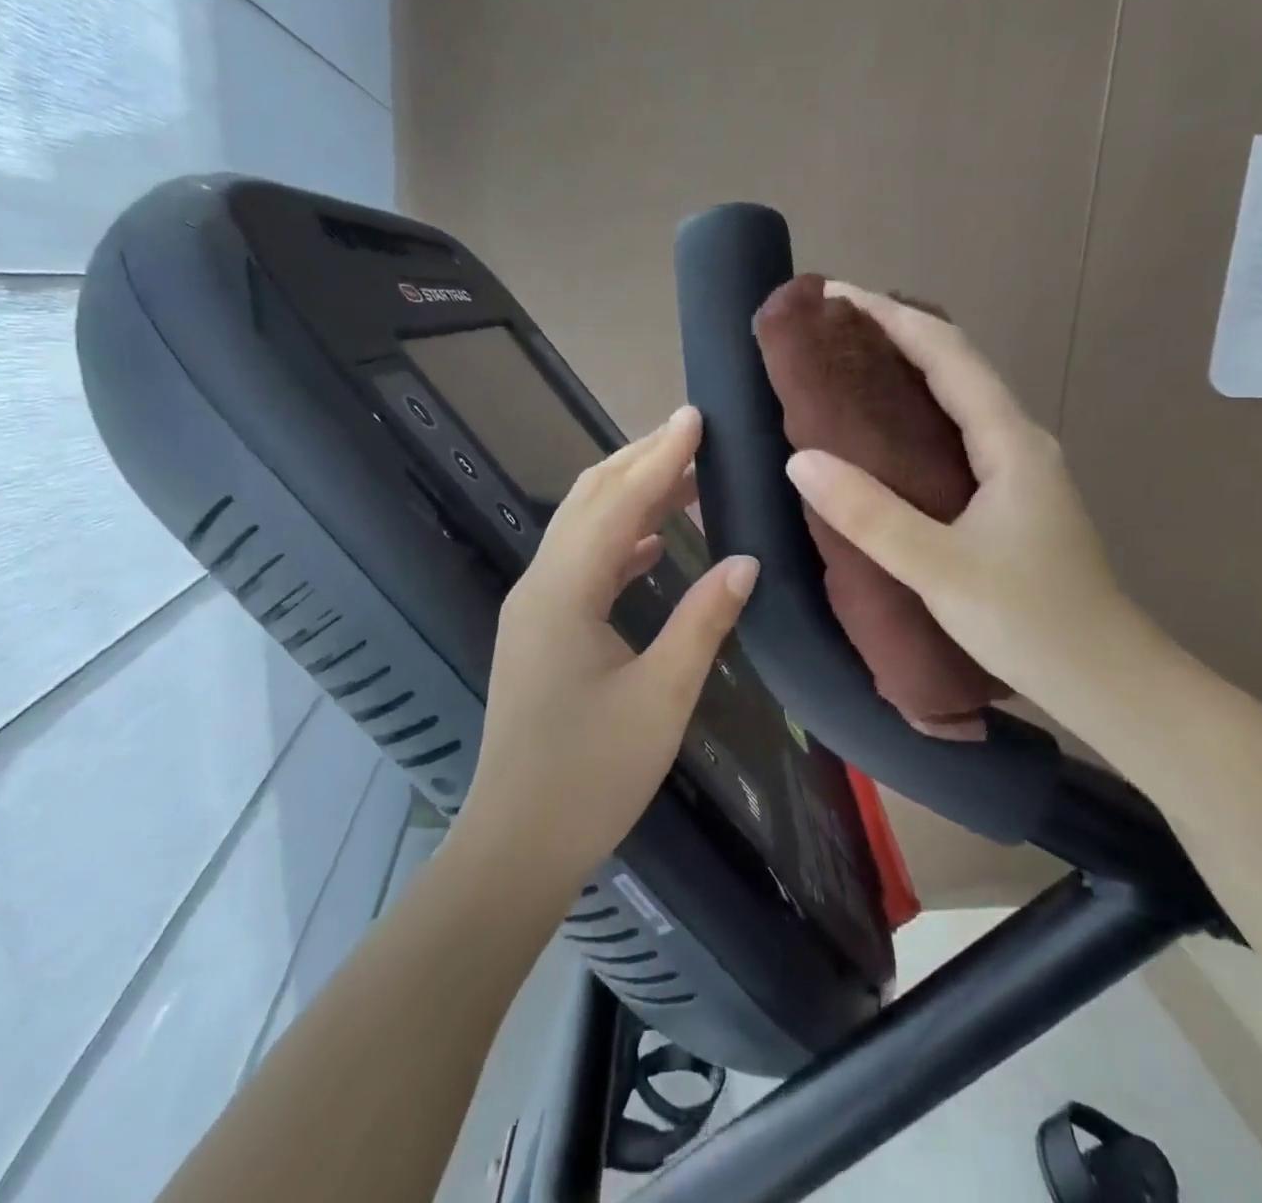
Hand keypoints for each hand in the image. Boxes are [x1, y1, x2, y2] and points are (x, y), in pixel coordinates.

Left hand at [459, 407, 759, 886]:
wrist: (516, 843)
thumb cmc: (590, 774)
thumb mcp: (661, 697)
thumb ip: (702, 621)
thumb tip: (745, 561)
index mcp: (563, 591)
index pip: (618, 503)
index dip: (660, 458)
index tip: (695, 417)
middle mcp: (540, 584)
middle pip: (589, 501)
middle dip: (640, 461)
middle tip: (692, 433)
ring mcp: (534, 607)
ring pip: (583, 528)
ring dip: (631, 496)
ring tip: (684, 476)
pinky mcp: (540, 630)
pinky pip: (582, 564)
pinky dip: (619, 540)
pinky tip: (654, 542)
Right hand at [783, 284, 1138, 711]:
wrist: (1107, 679)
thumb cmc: (1028, 620)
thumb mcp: (939, 568)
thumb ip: (870, 514)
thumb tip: (802, 459)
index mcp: (1010, 441)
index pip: (947, 354)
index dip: (891, 317)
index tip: (836, 295)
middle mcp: (1021, 441)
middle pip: (957, 365)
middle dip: (897, 334)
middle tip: (832, 330)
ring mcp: (1022, 470)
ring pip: (962, 398)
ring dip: (910, 371)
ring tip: (851, 368)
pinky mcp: (1015, 498)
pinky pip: (962, 432)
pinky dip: (920, 412)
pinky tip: (889, 435)